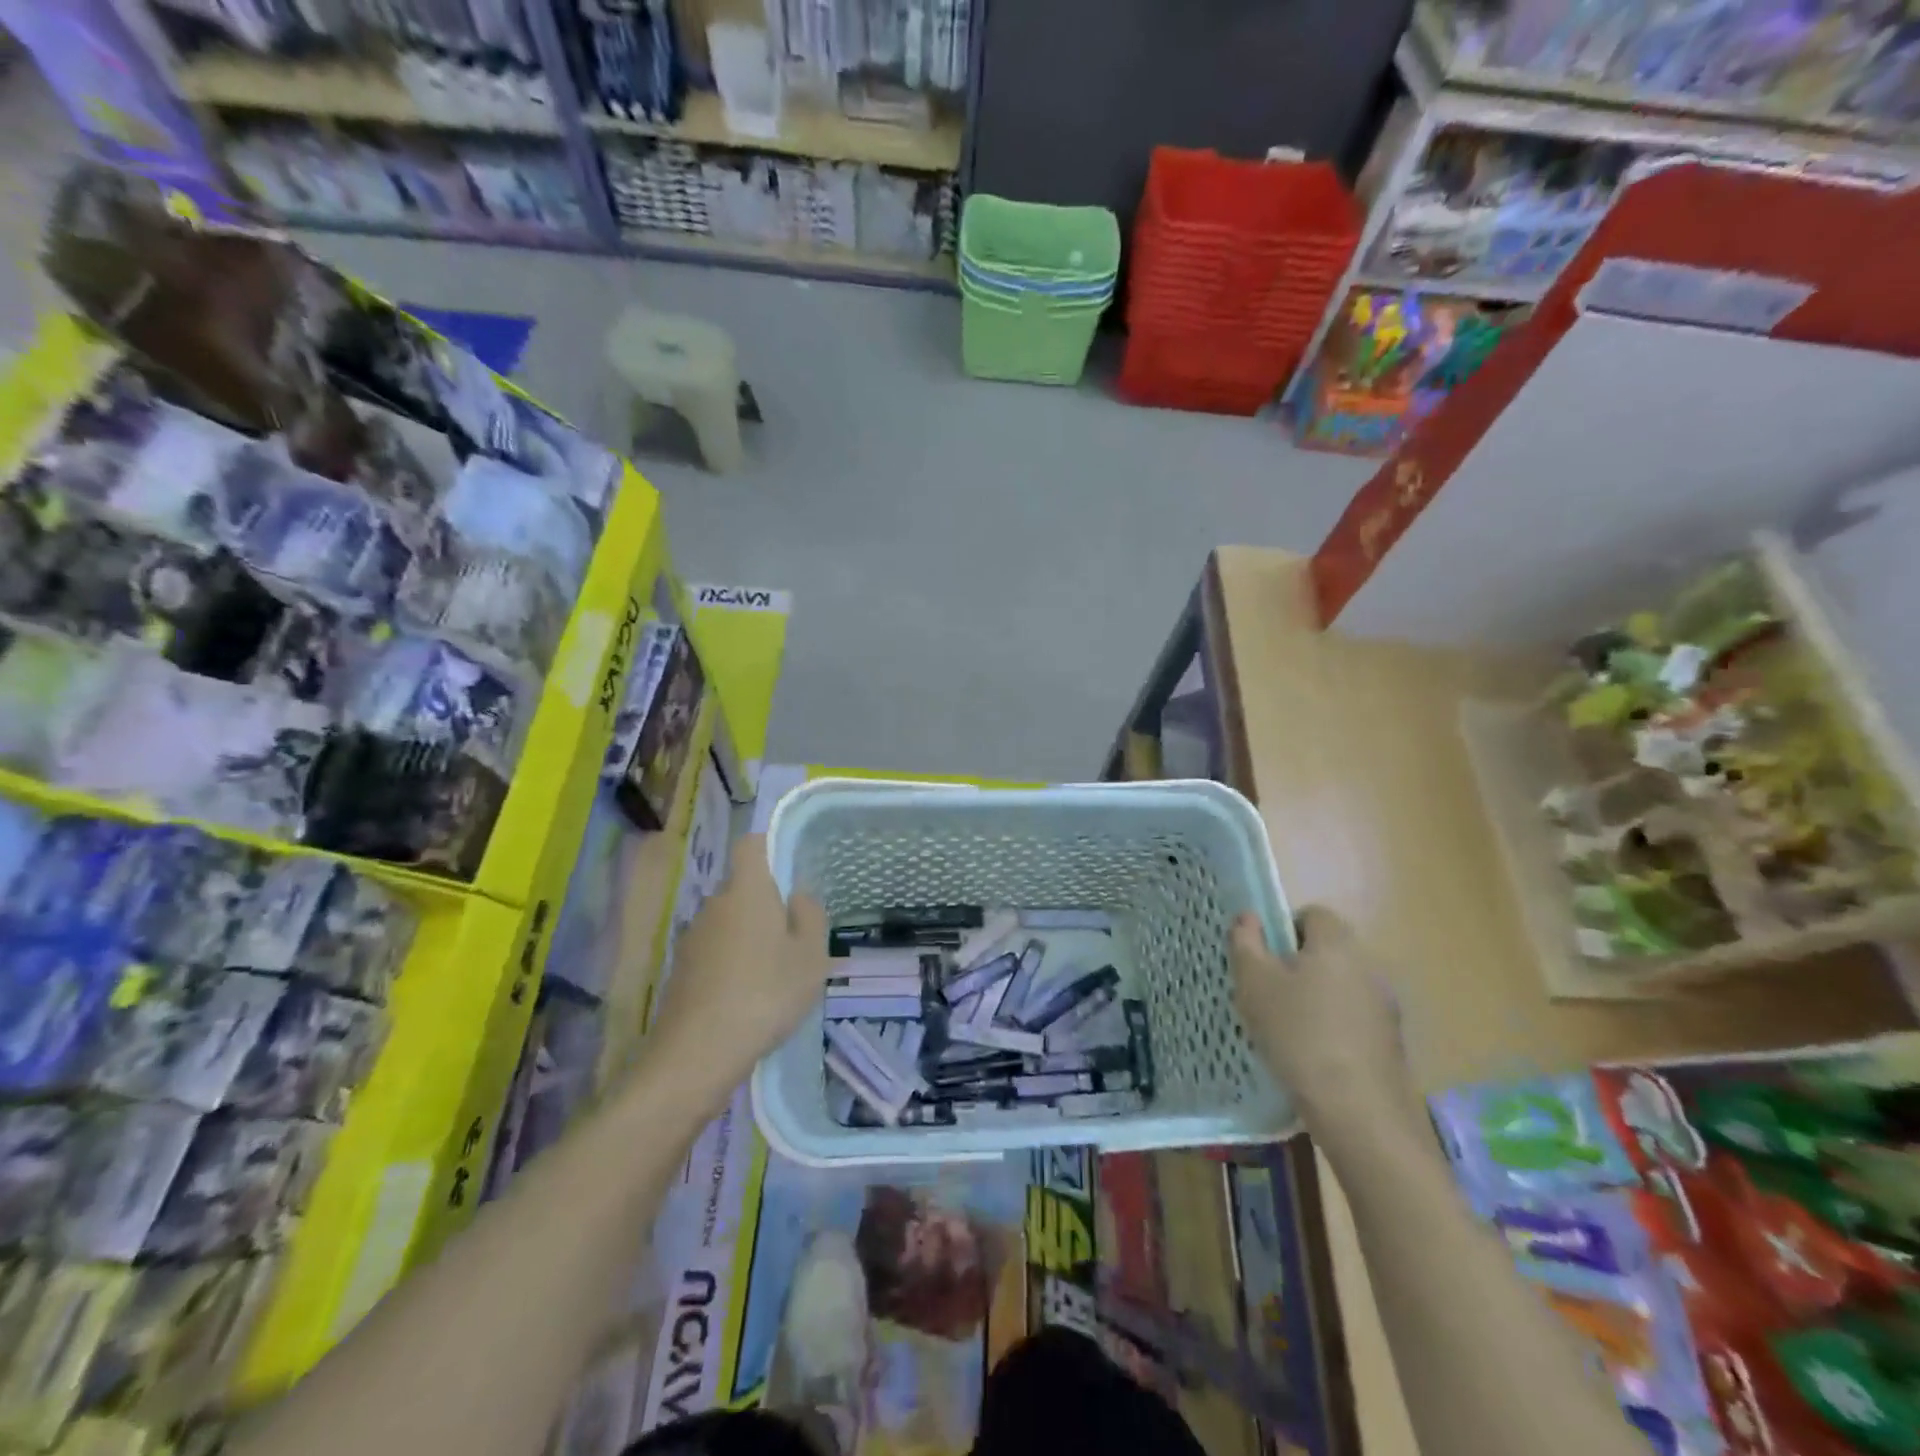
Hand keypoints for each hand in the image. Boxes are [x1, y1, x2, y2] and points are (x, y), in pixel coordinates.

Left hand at [647, 835, 829, 1096]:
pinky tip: (747, 998)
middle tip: (793, 938)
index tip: (789, 872)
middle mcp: (714, 904)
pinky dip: (730, 965)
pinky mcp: (681, 971)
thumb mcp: (811, 955)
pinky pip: (714, 953)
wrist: (698, 1052)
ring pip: (728, 923)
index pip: (750, 845)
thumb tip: (797, 895)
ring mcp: (693, 938)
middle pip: (741, 888)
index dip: (768, 848)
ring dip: (748, 938)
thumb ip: (810, 916)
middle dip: (765, 905)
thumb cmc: (766, 993)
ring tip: (773, 975)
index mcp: (747, 890)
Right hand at [1231, 907, 1419, 1147]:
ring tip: (1285, 1029)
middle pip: (1327, 951)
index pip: (1312, 914)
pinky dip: (1333, 1028)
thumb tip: (1248, 917)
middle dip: (1296, 966)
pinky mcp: (1391, 1042)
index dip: (1284, 929)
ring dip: (1315, 999)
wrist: (1358, 1110)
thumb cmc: (1298, 1033)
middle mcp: (1368, 966)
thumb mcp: (1253, 983)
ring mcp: (1385, 1006)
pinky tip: (1311, 1056)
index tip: (1263, 959)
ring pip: (1340, 986)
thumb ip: (1245, 942)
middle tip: (1267, 994)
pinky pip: (1353, 1019)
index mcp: (1336, 943)